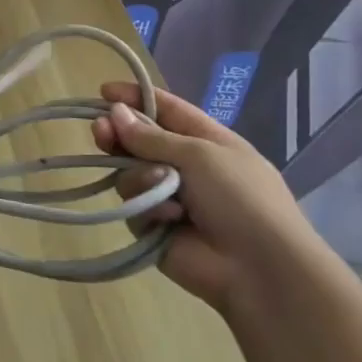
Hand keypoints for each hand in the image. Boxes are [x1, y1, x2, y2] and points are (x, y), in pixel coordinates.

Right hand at [91, 83, 337, 315]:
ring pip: (129, 173)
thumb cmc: (241, 198)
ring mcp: (168, 197)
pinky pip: (135, 206)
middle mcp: (184, 166)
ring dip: (139, 175)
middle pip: (138, 141)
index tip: (103, 91)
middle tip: (100, 131)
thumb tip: (114, 112)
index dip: (135, 97)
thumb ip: (152, 136)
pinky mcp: (155, 227)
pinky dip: (149, 208)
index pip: (165, 109)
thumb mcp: (200, 154)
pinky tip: (169, 218)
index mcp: (206, 141)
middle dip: (118, 134)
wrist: (261, 270)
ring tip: (157, 185)